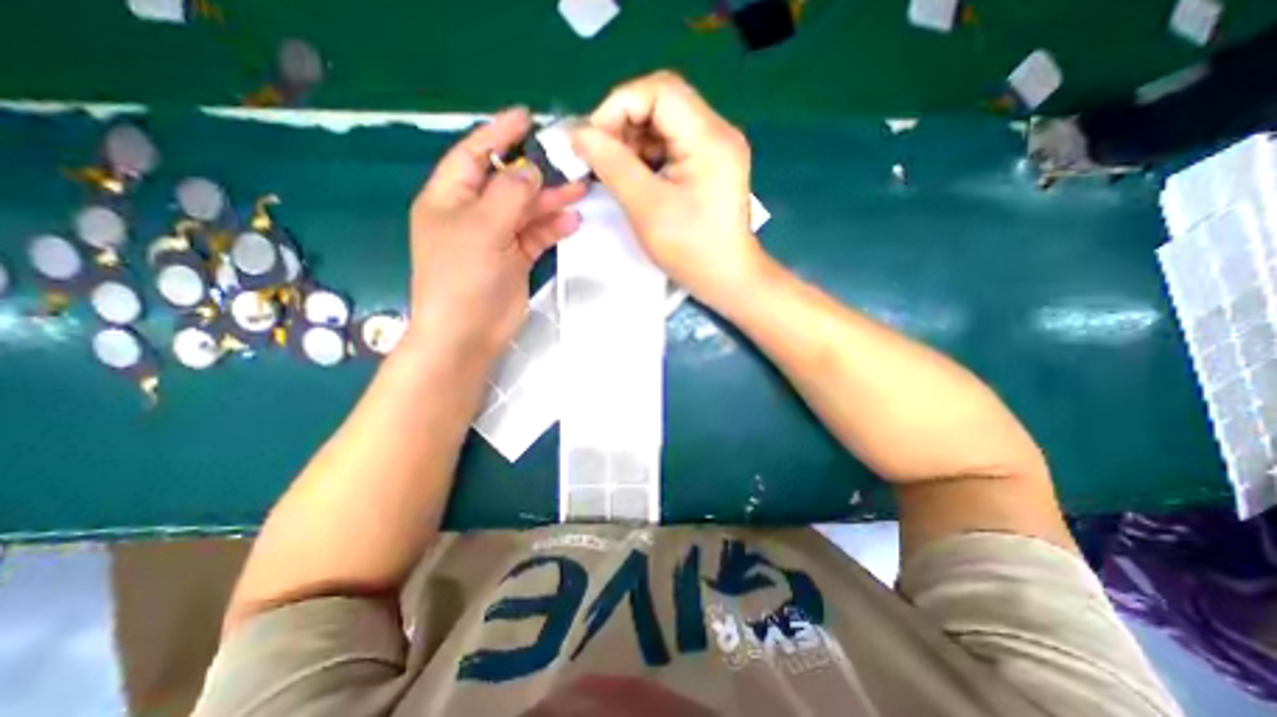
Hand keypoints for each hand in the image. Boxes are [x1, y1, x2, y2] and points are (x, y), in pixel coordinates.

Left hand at [409, 107, 588, 358]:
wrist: (468, 332)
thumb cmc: (463, 276)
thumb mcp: (482, 227)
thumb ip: (510, 193)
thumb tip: (531, 171)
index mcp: (450, 198)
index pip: (474, 154)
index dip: (499, 133)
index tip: (527, 117)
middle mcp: (472, 214)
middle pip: (507, 183)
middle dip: (536, 172)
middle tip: (569, 161)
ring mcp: (496, 238)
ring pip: (526, 211)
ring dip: (551, 201)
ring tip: (580, 190)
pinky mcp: (515, 260)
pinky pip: (536, 236)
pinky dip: (552, 228)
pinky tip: (571, 221)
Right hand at [571, 73, 766, 304]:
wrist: (727, 279)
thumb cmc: (690, 249)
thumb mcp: (647, 207)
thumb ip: (612, 165)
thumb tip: (578, 134)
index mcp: (709, 138)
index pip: (659, 91)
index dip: (618, 107)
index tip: (591, 140)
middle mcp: (717, 132)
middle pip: (662, 103)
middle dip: (623, 124)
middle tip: (598, 155)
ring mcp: (716, 149)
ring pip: (665, 124)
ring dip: (633, 141)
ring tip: (613, 169)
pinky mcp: (710, 165)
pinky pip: (673, 145)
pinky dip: (647, 155)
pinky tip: (633, 176)